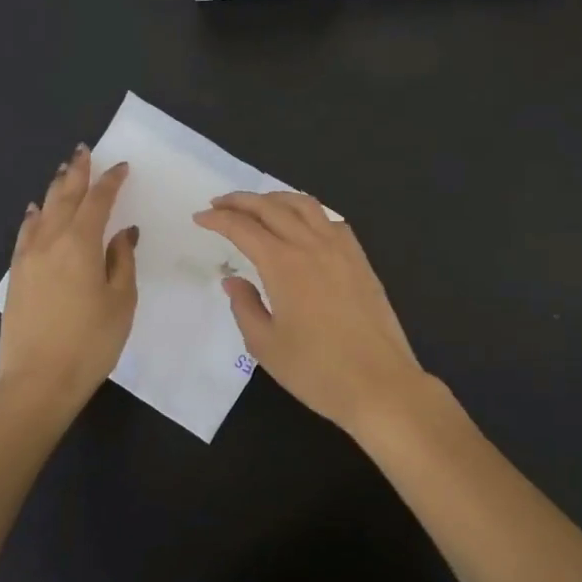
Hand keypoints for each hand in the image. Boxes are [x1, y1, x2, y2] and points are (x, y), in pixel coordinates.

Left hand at [0, 146, 139, 409]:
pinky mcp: (16, 276)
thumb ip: (122, 261)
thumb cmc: (91, 342)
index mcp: (81, 244)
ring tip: (63, 171)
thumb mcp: (121, 301)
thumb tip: (123, 233)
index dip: (111, 181)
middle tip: (84, 151)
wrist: (37, 381)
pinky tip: (35, 212)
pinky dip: (33, 217)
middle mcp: (51, 242)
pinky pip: (25, 234)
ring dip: (55, 189)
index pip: (98, 201)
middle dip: (77, 173)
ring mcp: (28, 258)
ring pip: (42, 212)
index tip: (122, 166)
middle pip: (65, 198)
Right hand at [193, 192, 434, 433]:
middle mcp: (312, 245)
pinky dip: (308, 212)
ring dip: (276, 198)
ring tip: (259, 205)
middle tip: (220, 203)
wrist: (380, 384)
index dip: (218, 219)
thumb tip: (233, 280)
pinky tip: (302, 225)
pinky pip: (331, 220)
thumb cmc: (317, 371)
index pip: (243, 228)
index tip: (200, 217)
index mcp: (283, 264)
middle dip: (241, 201)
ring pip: (305, 205)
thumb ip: (245, 307)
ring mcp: (341, 249)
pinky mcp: (361, 260)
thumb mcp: (266, 345)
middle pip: (272, 207)